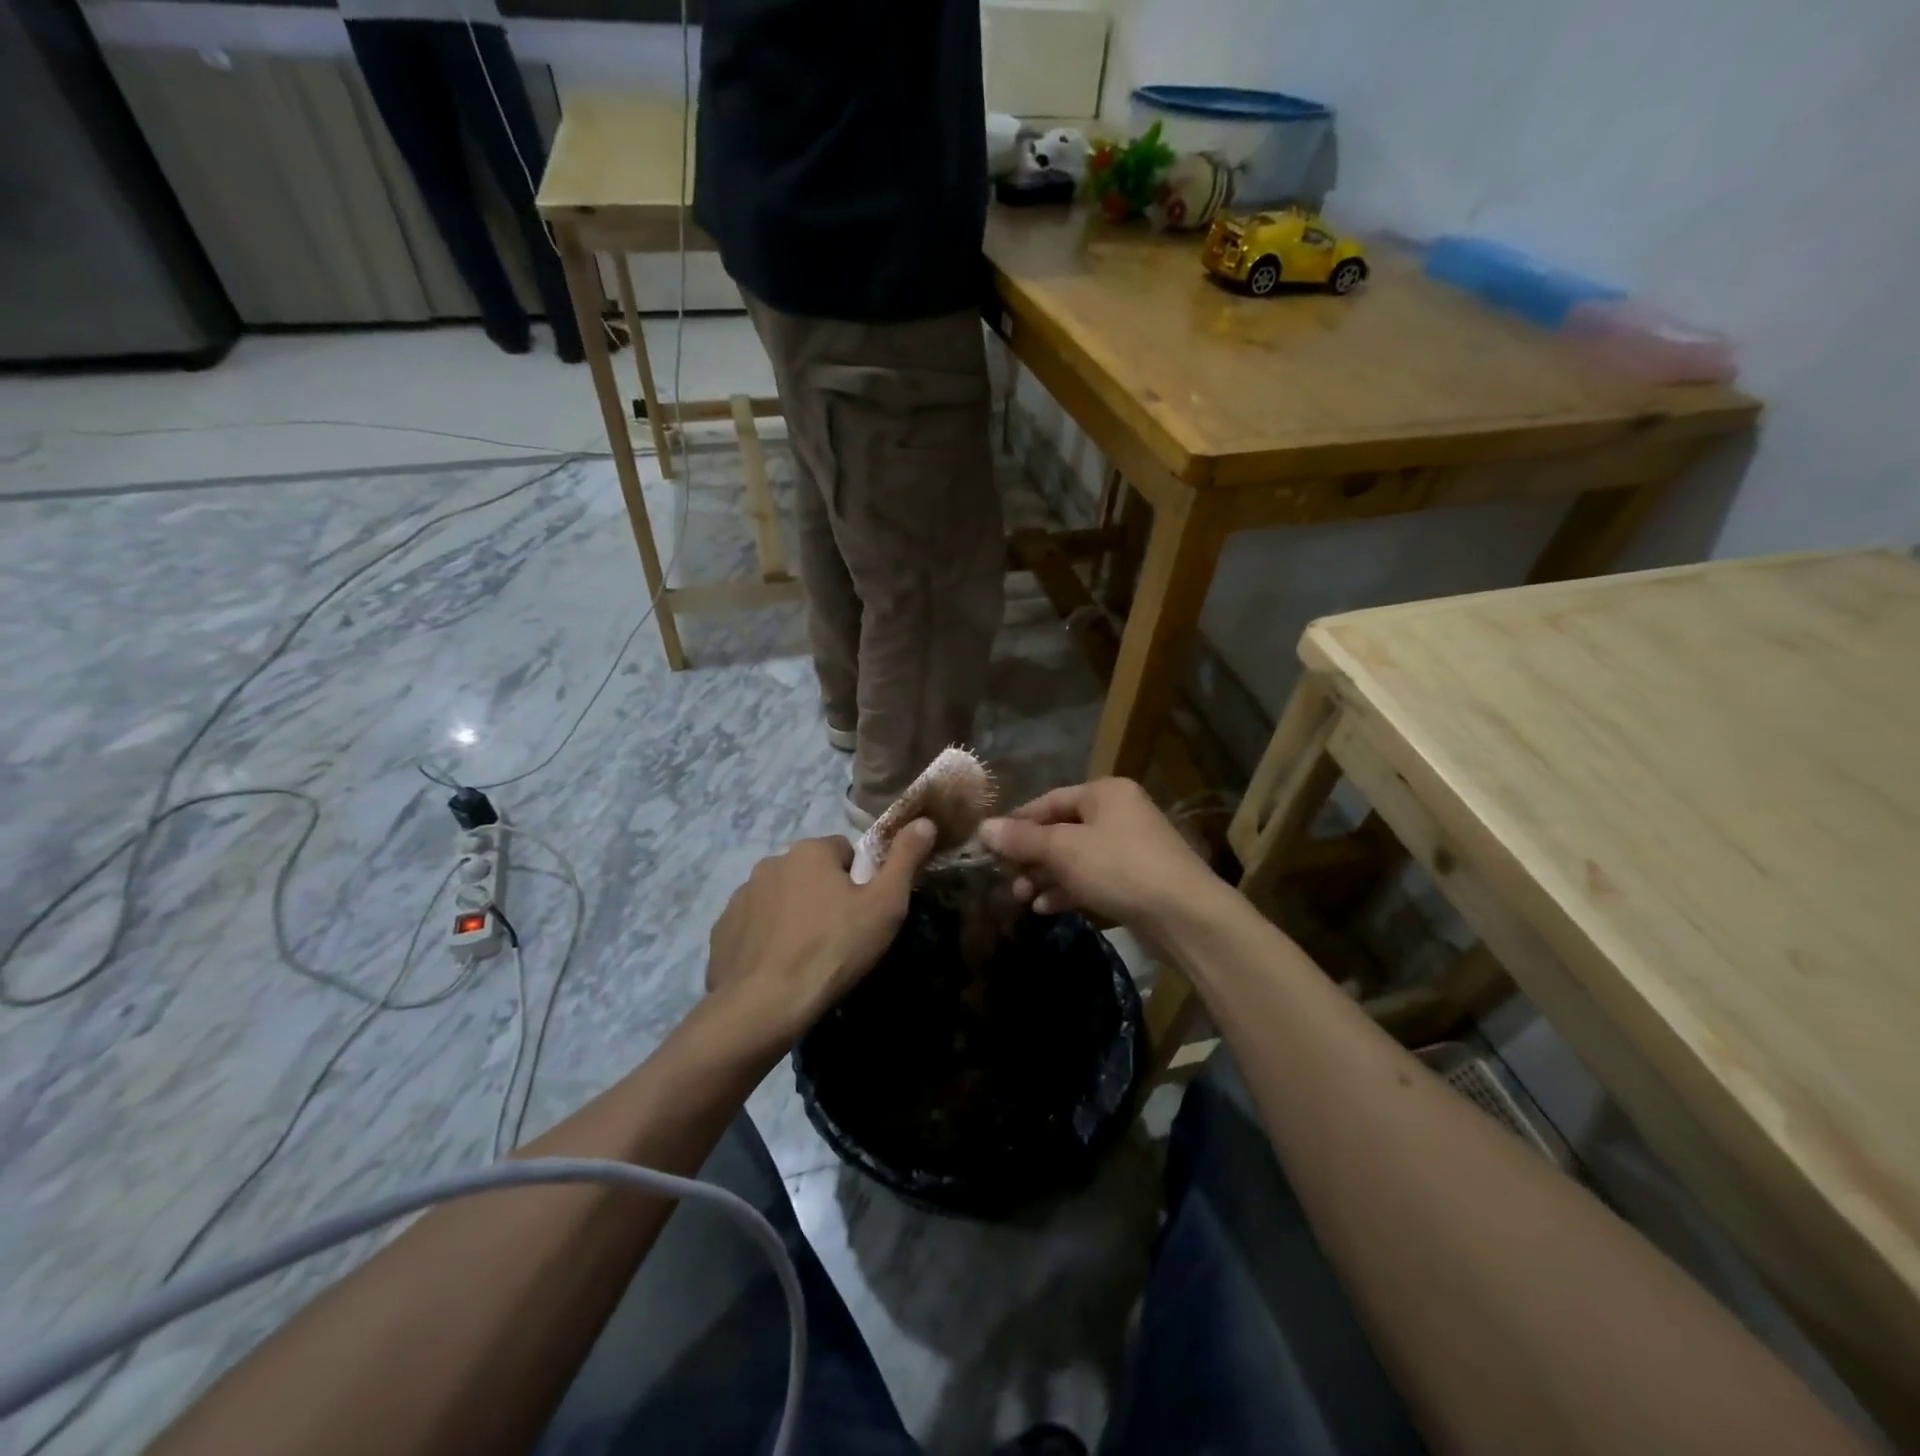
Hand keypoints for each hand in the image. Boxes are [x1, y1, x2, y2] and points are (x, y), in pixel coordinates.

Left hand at [705, 820, 935, 1048]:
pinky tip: (779, 968)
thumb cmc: (834, 948)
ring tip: (809, 956)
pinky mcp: (722, 929)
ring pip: (781, 898)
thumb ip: (906, 858)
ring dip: (795, 916)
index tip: (863, 914)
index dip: (860, 882)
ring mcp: (741, 896)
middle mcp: (771, 862)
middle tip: (840, 937)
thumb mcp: (885, 905)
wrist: (764, 1004)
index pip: (845, 852)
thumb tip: (925, 821)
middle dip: (825, 896)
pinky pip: (754, 926)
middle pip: (811, 873)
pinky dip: (767, 939)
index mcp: (810, 851)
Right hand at [977, 779, 1218, 929]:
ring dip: (1045, 876)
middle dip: (1030, 855)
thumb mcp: (1064, 850)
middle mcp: (1118, 814)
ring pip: (1075, 857)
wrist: (1185, 916)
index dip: (1016, 823)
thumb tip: (983, 828)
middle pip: (1060, 830)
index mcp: (1104, 793)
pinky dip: (1068, 890)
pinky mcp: (1135, 880)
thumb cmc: (1120, 869)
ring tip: (1021, 896)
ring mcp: (1129, 848)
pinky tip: (1045, 908)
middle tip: (1006, 878)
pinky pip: (1092, 878)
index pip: (1048, 802)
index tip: (988, 846)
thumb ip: (1022, 839)